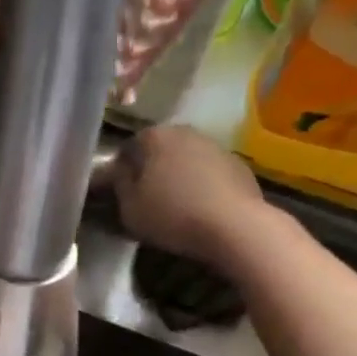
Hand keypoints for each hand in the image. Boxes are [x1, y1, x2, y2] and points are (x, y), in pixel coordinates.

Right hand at [111, 126, 270, 267]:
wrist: (232, 225)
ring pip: (186, 159)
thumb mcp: (129, 208)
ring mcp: (214, 145)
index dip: (120, 172)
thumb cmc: (171, 215)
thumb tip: (118, 172)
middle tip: (146, 200)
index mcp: (154, 137)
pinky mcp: (238, 164)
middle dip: (151, 170)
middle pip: (159, 150)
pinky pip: (209, 173)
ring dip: (178, 176)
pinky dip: (201, 185)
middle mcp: (184, 131)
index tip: (119, 194)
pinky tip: (200, 208)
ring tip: (175, 205)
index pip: (128, 148)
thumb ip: (119, 185)